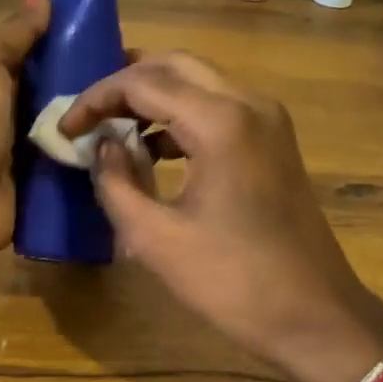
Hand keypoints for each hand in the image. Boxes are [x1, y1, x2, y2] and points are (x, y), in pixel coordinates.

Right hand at [60, 52, 382, 381]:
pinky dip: (180, 116)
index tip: (66, 129)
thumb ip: (114, 183)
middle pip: (174, 65)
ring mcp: (268, 119)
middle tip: (88, 114)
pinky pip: (218, 106)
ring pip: (199, 81)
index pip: (143, 83)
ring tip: (112, 129)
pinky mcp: (274, 140)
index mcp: (221, 122)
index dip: (96, 99)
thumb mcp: (154, 238)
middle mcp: (249, 103)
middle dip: (124, 84)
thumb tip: (101, 146)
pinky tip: (153, 150)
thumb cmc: (232, 282)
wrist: (316, 316)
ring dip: (153, 97)